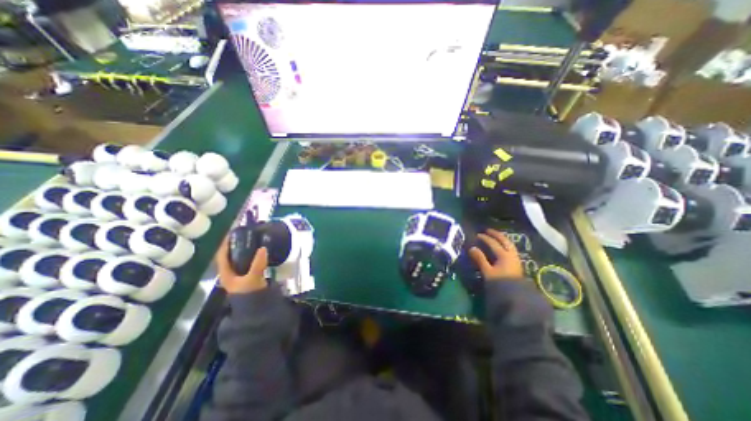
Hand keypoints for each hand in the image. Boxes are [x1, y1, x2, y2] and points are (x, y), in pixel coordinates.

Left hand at [214, 238, 270, 294]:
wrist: (255, 308)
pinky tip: (259, 252)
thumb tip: (263, 248)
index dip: (225, 244)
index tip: (232, 233)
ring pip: (239, 259)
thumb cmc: (249, 293)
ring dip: (244, 250)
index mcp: (226, 273)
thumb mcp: (253, 278)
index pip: (222, 255)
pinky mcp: (248, 276)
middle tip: (245, 234)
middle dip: (236, 245)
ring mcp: (239, 275)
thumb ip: (258, 264)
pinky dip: (251, 255)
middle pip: (230, 256)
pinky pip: (248, 262)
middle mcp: (230, 273)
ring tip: (253, 240)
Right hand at [467, 229, 523, 281]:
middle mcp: (511, 255)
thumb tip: (471, 248)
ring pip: (509, 245)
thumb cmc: (500, 283)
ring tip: (495, 237)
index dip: (485, 238)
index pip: (493, 243)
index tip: (477, 235)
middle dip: (496, 234)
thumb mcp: (487, 272)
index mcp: (504, 255)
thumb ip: (480, 259)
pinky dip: (505, 245)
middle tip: (488, 231)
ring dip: (502, 239)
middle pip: (505, 241)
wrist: (515, 297)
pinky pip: (510, 250)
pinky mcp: (516, 264)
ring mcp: (515, 259)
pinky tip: (501, 247)